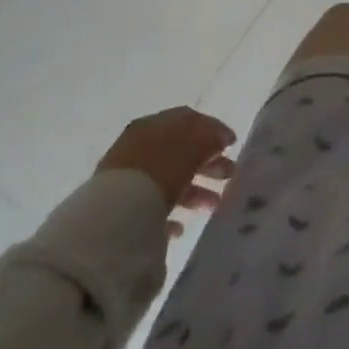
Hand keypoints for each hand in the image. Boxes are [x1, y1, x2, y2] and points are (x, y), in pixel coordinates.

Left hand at [98, 107, 236, 237]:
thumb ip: (211, 137)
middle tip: (229, 176)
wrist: (116, 214)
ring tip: (212, 207)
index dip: (213, 131)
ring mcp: (128, 178)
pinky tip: (181, 227)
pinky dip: (170, 214)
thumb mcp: (193, 145)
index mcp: (154, 124)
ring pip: (169, 180)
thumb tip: (223, 137)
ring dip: (194, 191)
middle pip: (180, 151)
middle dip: (207, 164)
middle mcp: (139, 146)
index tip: (231, 145)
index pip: (189, 121)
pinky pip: (152, 206)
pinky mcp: (121, 209)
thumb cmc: (161, 168)